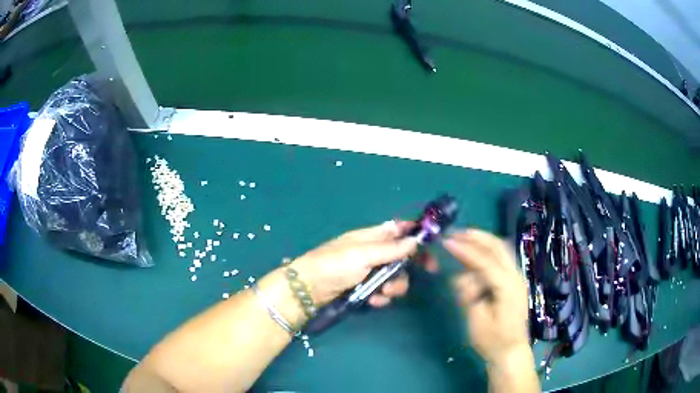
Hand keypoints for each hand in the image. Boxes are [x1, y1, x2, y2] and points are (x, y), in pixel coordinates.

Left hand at [291, 221, 430, 306]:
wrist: (308, 289)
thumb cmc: (334, 265)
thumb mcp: (363, 254)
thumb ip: (391, 249)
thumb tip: (415, 240)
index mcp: (373, 236)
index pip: (400, 230)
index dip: (416, 235)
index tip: (432, 246)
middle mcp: (374, 252)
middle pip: (403, 256)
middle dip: (410, 267)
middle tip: (428, 272)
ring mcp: (370, 271)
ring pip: (396, 277)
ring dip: (394, 286)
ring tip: (382, 294)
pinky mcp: (365, 288)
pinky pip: (383, 292)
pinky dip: (381, 297)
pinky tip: (373, 301)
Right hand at [443, 229, 529, 365]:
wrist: (512, 352)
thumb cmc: (493, 341)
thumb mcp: (477, 321)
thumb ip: (470, 295)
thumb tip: (460, 277)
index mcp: (508, 287)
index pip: (485, 261)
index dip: (465, 250)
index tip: (446, 241)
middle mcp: (516, 276)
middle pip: (498, 246)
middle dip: (476, 236)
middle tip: (455, 233)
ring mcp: (517, 277)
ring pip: (502, 249)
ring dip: (483, 240)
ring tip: (463, 237)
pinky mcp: (514, 281)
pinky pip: (502, 258)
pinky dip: (488, 250)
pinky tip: (475, 252)